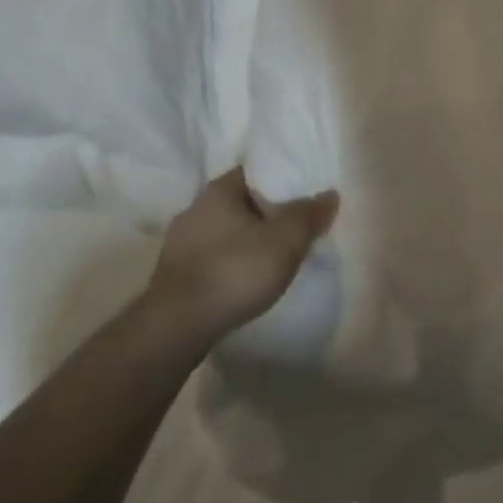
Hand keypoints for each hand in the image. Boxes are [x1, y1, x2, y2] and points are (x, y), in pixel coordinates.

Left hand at [144, 166, 338, 346]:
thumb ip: (309, 214)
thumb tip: (330, 194)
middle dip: (265, 212)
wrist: (174, 330)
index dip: (281, 179)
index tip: (302, 192)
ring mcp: (178, 244)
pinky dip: (230, 264)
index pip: (254, 171)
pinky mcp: (172, 277)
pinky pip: (212, 258)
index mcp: (218, 190)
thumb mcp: (286, 240)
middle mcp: (194, 209)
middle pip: (240, 202)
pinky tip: (245, 280)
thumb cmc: (234, 271)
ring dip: (246, 240)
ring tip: (273, 255)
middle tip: (293, 225)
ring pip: (224, 232)